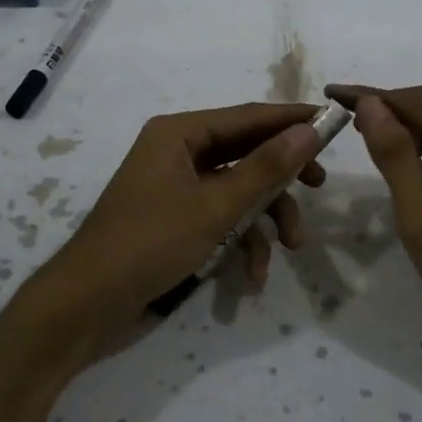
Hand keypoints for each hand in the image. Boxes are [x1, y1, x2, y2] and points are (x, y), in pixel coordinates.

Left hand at [16, 103, 327, 367]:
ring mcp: (176, 188)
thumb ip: (266, 167)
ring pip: (238, 190)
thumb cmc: (150, 243)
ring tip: (290, 247)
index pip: (249, 116)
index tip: (333, 123)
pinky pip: (220, 218)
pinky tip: (253, 274)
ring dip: (265, 218)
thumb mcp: (215, 206)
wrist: (87, 305)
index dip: (292, 120)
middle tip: (318, 186)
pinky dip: (240, 241)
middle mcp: (178, 152)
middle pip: (246, 152)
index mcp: (180, 134)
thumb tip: (310, 130)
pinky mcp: (176, 220)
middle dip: (281, 178)